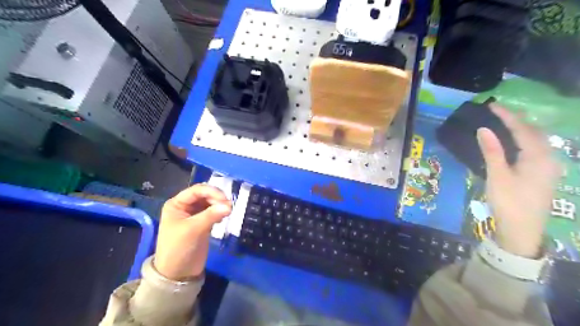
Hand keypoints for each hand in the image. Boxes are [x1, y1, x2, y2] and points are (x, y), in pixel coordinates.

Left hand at [153, 183, 231, 279]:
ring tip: (227, 213)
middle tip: (229, 207)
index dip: (212, 192)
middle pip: (205, 195)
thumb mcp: (193, 230)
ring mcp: (194, 215)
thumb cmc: (179, 249)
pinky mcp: (202, 223)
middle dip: (217, 199)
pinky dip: (219, 212)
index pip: (197, 190)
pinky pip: (213, 212)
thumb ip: (211, 215)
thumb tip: (230, 205)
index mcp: (176, 204)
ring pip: (210, 203)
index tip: (225, 200)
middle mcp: (185, 206)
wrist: (178, 274)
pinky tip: (222, 219)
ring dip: (219, 205)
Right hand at [475, 103, 561, 257]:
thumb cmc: (508, 202)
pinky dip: (525, 140)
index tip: (492, 105)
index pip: (522, 129)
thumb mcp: (497, 176)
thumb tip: (483, 129)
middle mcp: (548, 159)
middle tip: (498, 112)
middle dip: (517, 119)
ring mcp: (549, 168)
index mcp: (538, 157)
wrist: (522, 231)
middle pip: (534, 132)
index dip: (507, 116)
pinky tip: (515, 142)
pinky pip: (536, 150)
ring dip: (522, 129)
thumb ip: (492, 151)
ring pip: (537, 141)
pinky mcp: (544, 175)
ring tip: (505, 122)